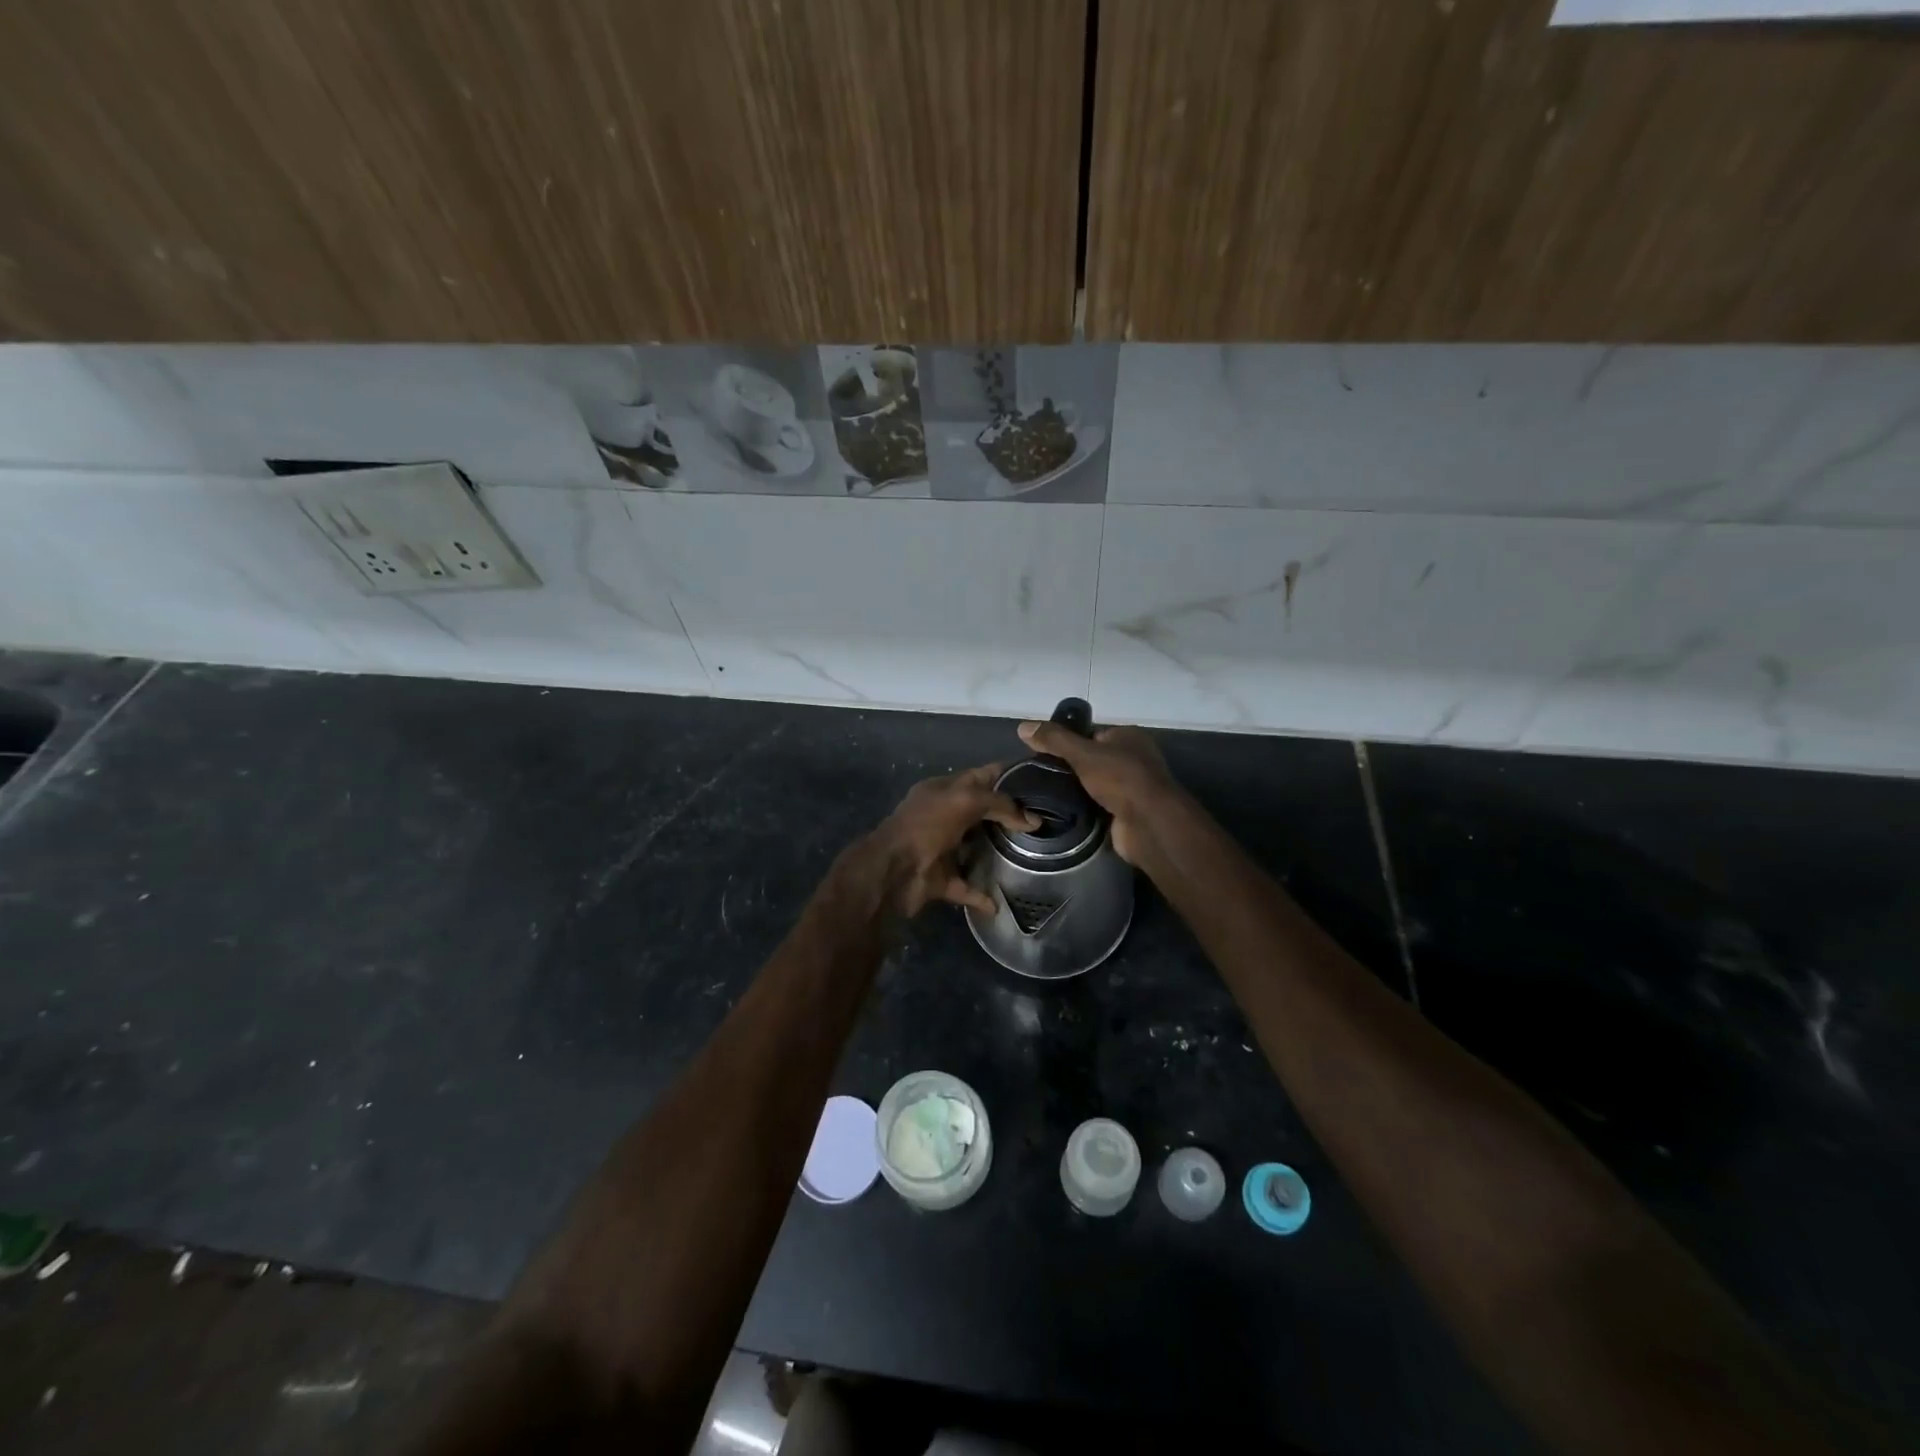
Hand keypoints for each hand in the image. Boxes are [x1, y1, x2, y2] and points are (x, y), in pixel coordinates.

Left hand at [862, 764, 1035, 917]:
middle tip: (1045, 820)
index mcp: (943, 790)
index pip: (981, 776)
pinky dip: (981, 895)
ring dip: (997, 852)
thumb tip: (1032, 820)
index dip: (1008, 776)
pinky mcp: (940, 879)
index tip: (1040, 782)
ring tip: (1032, 855)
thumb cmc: (925, 826)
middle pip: (981, 812)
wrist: (891, 873)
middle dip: (1008, 815)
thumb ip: (999, 804)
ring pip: (975, 848)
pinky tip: (1000, 902)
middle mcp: (942, 816)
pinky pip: (966, 887)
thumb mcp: (964, 801)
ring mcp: (940, 848)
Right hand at [1016, 720, 1177, 864]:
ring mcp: (1132, 786)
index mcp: (1128, 737)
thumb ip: (1054, 740)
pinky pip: (1099, 804)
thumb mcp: (1083, 753)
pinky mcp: (1126, 811)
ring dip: (1077, 789)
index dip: (1068, 742)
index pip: (1092, 734)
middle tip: (1041, 774)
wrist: (1148, 823)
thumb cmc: (1120, 779)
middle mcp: (1134, 758)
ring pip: (1095, 783)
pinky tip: (1063, 810)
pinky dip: (1085, 807)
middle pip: (1093, 759)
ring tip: (1046, 792)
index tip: (1043, 753)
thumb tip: (1023, 726)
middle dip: (1070, 767)